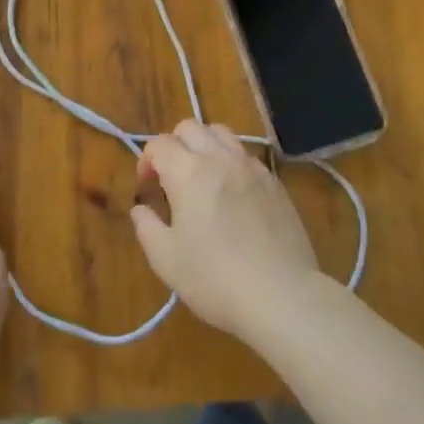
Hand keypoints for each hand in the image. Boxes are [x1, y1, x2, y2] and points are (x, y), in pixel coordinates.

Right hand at [132, 120, 321, 340]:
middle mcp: (220, 159)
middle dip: (174, 145)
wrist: (282, 295)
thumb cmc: (215, 278)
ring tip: (202, 178)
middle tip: (170, 178)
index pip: (160, 144)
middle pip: (191, 127)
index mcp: (188, 172)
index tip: (146, 187)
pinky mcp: (275, 183)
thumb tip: (141, 209)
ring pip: (222, 134)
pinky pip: (246, 156)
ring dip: (204, 146)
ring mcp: (252, 167)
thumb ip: (147, 227)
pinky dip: (231, 162)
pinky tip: (232, 194)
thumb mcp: (166, 260)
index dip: (146, 160)